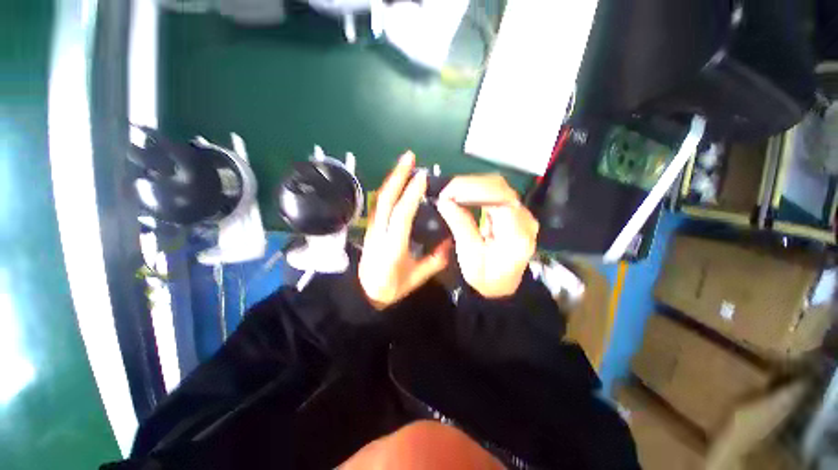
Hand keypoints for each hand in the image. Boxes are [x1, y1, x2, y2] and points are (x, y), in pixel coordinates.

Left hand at [359, 152, 451, 309]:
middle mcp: (380, 233)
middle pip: (386, 199)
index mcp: (393, 246)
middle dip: (397, 175)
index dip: (411, 195)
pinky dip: (388, 188)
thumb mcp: (416, 278)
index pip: (402, 215)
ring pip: (380, 198)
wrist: (363, 293)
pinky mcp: (371, 226)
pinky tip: (396, 181)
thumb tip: (449, 242)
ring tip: (404, 163)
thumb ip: (435, 261)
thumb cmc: (391, 287)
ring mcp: (372, 228)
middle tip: (409, 157)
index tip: (422, 176)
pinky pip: (379, 203)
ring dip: (392, 178)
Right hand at [436, 174, 538, 298]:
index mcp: (516, 234)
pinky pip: (496, 194)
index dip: (470, 188)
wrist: (503, 286)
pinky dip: (477, 192)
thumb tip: (444, 201)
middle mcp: (525, 219)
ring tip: (451, 194)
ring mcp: (522, 214)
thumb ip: (460, 225)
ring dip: (472, 186)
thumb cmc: (486, 277)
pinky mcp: (515, 212)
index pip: (497, 197)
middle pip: (499, 187)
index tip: (446, 193)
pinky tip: (463, 197)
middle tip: (445, 193)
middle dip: (469, 185)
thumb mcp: (470, 255)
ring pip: (497, 187)